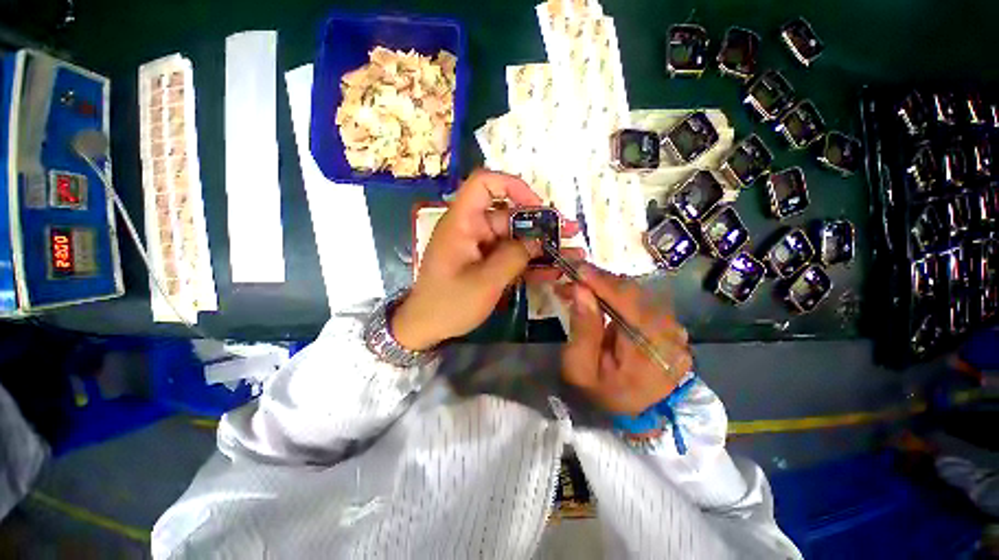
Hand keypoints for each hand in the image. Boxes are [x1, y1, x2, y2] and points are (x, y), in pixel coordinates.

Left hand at [391, 169, 578, 350]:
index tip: (537, 205)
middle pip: (508, 215)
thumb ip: (513, 258)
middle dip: (540, 224)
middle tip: (569, 233)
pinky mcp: (484, 262)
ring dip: (540, 245)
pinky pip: (509, 256)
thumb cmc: (449, 304)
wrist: (426, 327)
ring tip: (570, 252)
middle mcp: (472, 228)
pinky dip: (529, 262)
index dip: (512, 186)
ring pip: (514, 238)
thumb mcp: (484, 282)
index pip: (484, 184)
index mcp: (462, 223)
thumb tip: (537, 241)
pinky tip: (552, 271)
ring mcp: (479, 247)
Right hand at [556, 264, 691, 415]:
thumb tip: (581, 290)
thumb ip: (583, 329)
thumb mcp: (580, 369)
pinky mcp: (671, 327)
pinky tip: (601, 293)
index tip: (576, 267)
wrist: (636, 414)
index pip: (629, 303)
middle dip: (601, 280)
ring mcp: (675, 330)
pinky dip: (619, 293)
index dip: (602, 282)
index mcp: (650, 352)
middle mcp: (671, 336)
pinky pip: (643, 300)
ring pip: (639, 293)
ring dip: (608, 285)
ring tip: (583, 284)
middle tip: (573, 275)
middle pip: (636, 293)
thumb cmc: (603, 393)